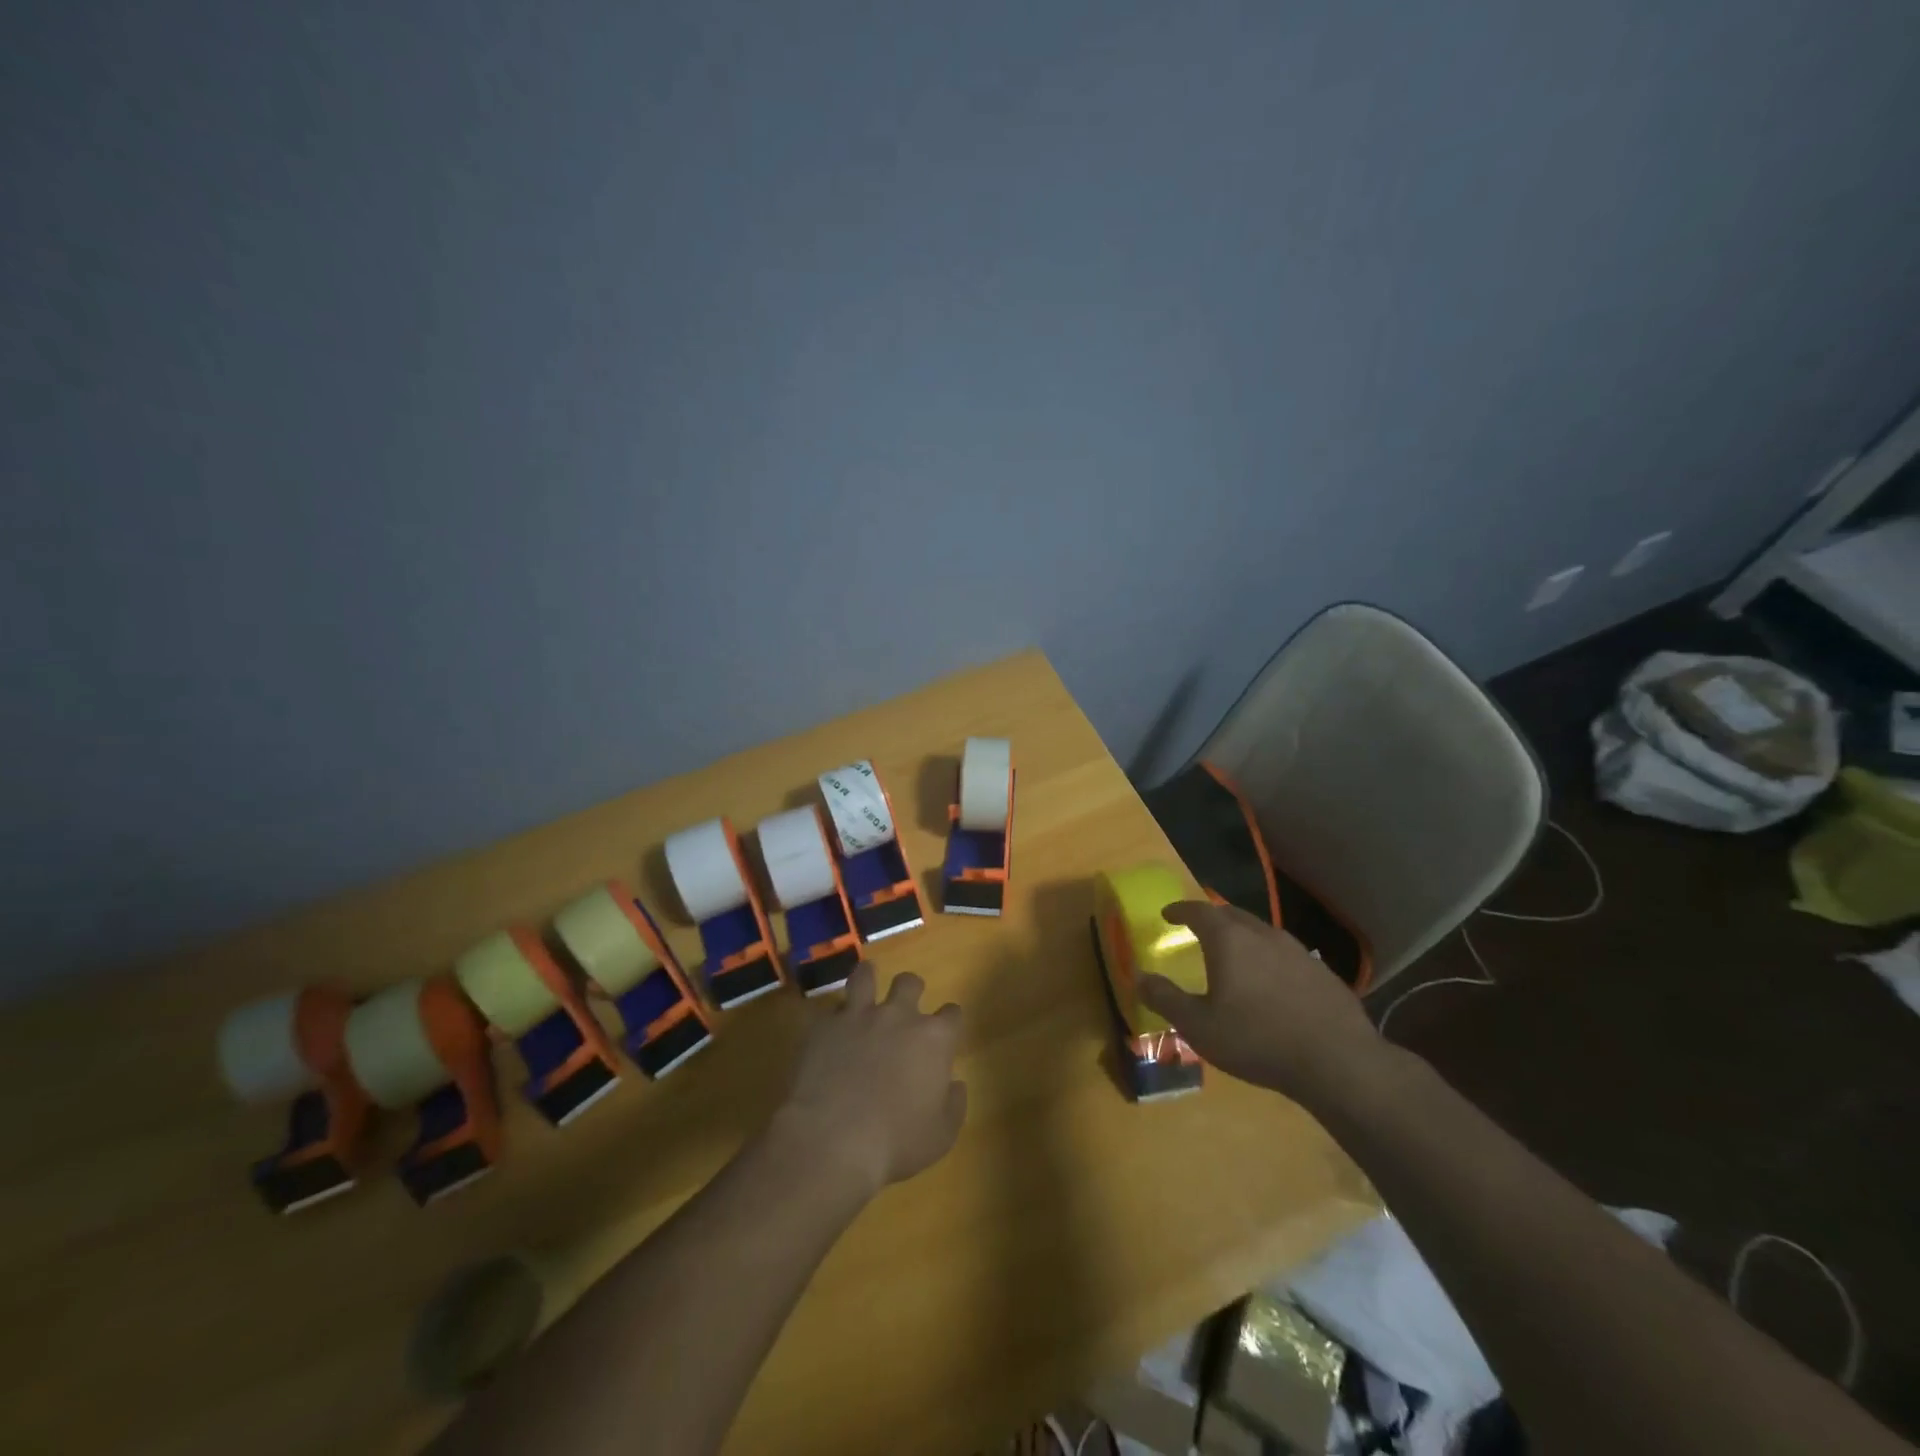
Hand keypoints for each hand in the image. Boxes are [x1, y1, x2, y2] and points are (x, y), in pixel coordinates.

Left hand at [775, 962, 967, 1197]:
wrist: (831, 1140)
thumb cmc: (895, 1142)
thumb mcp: (941, 1136)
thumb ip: (954, 1104)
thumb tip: (954, 1084)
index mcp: (933, 1039)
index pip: (952, 1014)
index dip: (950, 1022)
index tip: (946, 1032)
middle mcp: (898, 1016)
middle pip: (910, 983)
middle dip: (911, 991)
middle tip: (905, 1009)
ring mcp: (858, 1016)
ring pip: (865, 976)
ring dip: (868, 979)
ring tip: (866, 986)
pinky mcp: (824, 1026)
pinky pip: (831, 1009)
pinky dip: (834, 1017)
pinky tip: (832, 1029)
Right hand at [1138, 900, 1385, 1110]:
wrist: (1337, 1062)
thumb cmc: (1257, 1039)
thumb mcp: (1198, 1026)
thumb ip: (1165, 998)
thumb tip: (1138, 977)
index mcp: (1229, 940)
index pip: (1198, 910)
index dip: (1180, 909)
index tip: (1168, 914)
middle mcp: (1262, 934)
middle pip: (1231, 914)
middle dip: (1211, 918)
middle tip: (1198, 929)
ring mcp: (1296, 950)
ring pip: (1261, 932)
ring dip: (1242, 937)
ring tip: (1233, 955)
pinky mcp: (1321, 972)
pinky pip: (1284, 954)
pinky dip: (1268, 958)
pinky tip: (1271, 983)